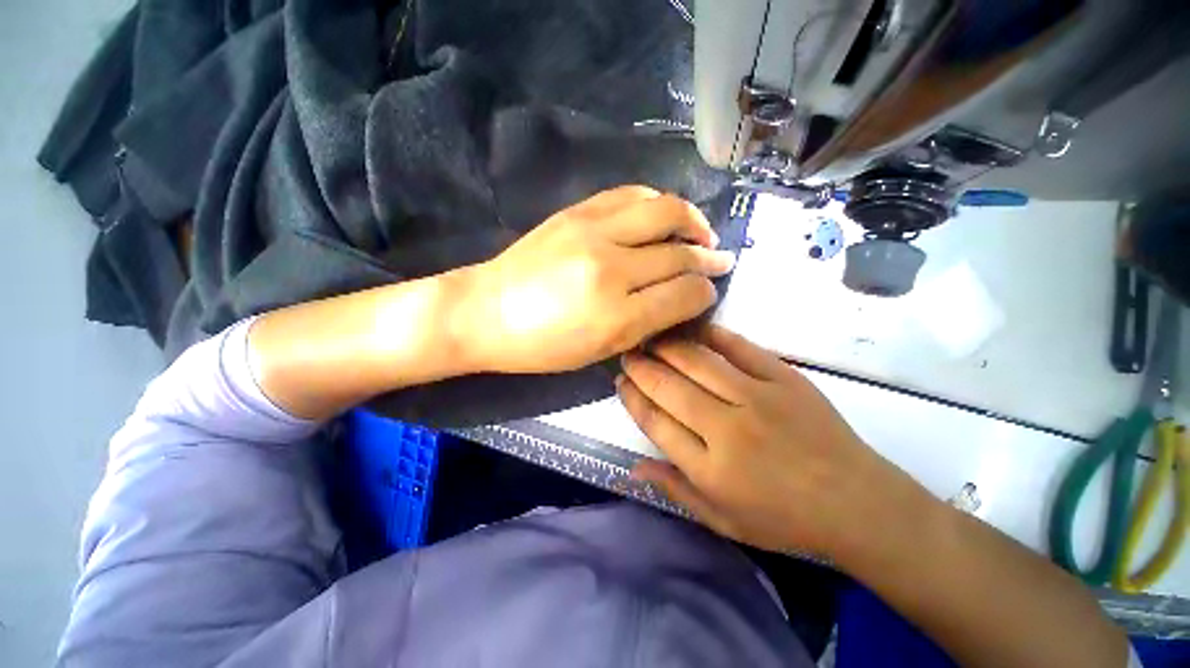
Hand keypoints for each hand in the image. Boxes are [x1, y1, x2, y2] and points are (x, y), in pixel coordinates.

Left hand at [457, 186, 734, 373]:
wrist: (486, 311)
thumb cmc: (542, 345)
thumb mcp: (600, 351)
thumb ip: (646, 324)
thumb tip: (683, 298)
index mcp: (616, 316)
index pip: (684, 294)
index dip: (705, 293)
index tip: (709, 292)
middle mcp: (611, 268)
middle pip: (680, 253)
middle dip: (708, 259)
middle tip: (720, 261)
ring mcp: (593, 231)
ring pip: (666, 211)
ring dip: (693, 221)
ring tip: (701, 234)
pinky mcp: (578, 211)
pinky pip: (633, 194)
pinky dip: (658, 203)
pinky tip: (663, 217)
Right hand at [618, 324, 908, 556]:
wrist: (856, 502)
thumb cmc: (783, 519)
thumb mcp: (723, 520)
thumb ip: (675, 489)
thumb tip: (633, 466)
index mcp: (711, 468)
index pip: (655, 422)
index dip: (632, 398)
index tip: (620, 383)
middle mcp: (728, 428)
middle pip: (670, 387)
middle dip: (641, 368)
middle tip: (629, 355)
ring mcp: (758, 397)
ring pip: (698, 362)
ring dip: (668, 347)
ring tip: (651, 340)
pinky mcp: (784, 378)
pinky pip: (740, 348)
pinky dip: (712, 335)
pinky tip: (694, 330)